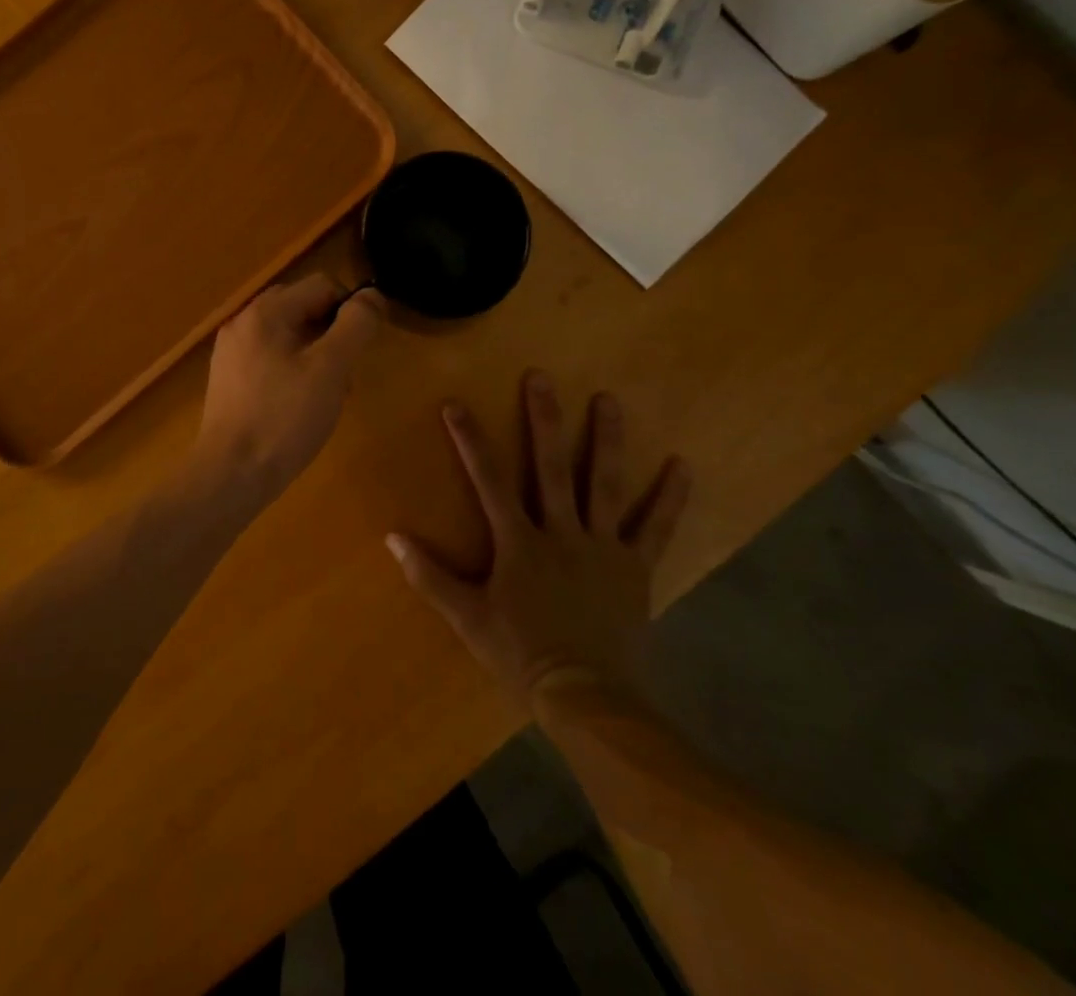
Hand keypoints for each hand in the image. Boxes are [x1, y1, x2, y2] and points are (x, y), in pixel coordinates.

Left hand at [191, 275, 384, 506]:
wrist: (231, 474)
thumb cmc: (284, 418)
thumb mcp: (330, 369)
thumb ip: (355, 326)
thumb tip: (371, 296)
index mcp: (265, 313)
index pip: (321, 286)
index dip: (351, 309)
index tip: (363, 348)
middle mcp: (242, 323)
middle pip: (302, 308)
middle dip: (332, 333)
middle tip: (346, 373)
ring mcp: (231, 353)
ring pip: (287, 336)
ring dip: (316, 355)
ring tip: (328, 396)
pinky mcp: (228, 381)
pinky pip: (270, 359)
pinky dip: (293, 371)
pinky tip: (301, 407)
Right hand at [386, 371, 689, 709]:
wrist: (585, 697)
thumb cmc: (521, 655)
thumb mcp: (467, 618)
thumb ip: (429, 576)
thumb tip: (392, 538)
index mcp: (519, 542)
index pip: (488, 481)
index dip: (470, 441)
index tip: (456, 404)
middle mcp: (561, 532)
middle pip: (550, 467)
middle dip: (543, 420)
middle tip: (541, 378)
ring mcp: (602, 547)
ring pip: (603, 484)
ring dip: (606, 440)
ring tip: (609, 399)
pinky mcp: (635, 567)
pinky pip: (656, 528)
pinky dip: (670, 497)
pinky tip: (683, 465)